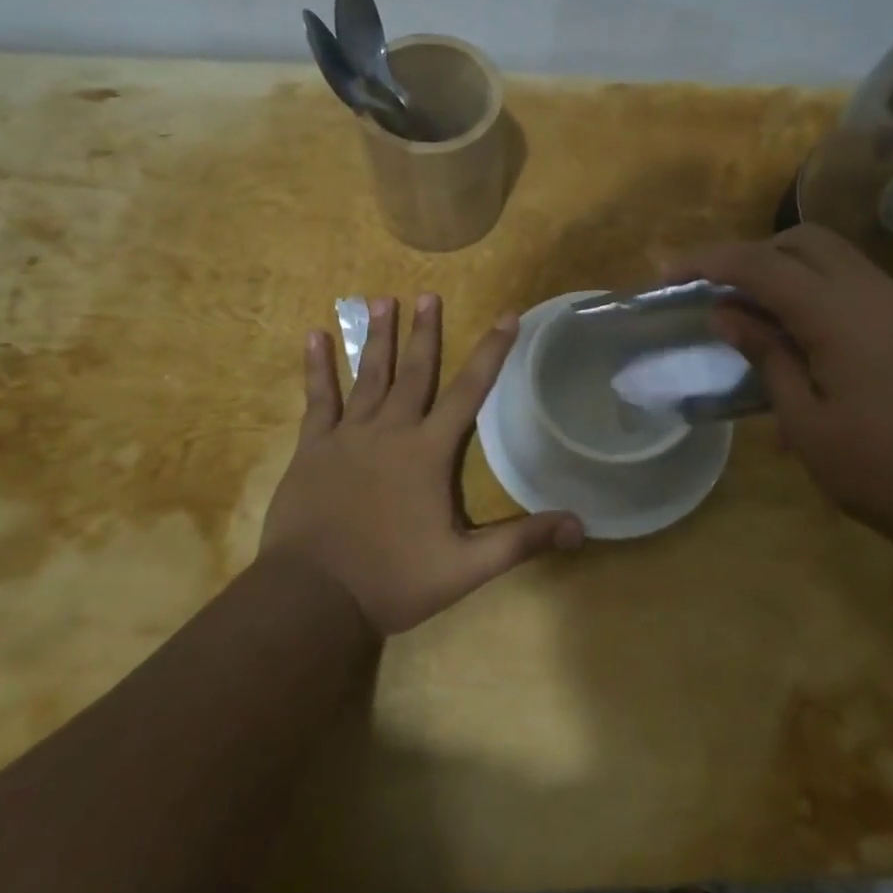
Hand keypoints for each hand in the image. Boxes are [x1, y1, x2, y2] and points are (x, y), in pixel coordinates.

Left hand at [261, 294, 583, 635]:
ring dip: (376, 336)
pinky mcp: (312, 448)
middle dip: (425, 331)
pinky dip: (317, 367)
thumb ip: (521, 542)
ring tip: (382, 300)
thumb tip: (580, 526)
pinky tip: (314, 336)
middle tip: (428, 294)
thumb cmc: (392, 580)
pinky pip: (317, 398)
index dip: (492, 351)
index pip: (469, 391)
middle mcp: (390, 430)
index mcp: (428, 452)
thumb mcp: (465, 567)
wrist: (313, 598)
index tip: (507, 316)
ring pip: (367, 375)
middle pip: (415, 371)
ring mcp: (347, 436)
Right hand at [668, 226, 892, 554]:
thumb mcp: (809, 423)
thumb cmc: (886, 472)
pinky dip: (820, 299)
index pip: (761, 263)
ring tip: (757, 323)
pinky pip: (858, 292)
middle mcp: (875, 292)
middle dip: (754, 255)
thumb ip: (767, 357)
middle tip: (719, 294)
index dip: (708, 261)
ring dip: (789, 275)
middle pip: (804, 242)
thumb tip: (728, 313)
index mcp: (840, 311)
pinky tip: (807, 353)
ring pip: (836, 262)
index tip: (669, 274)